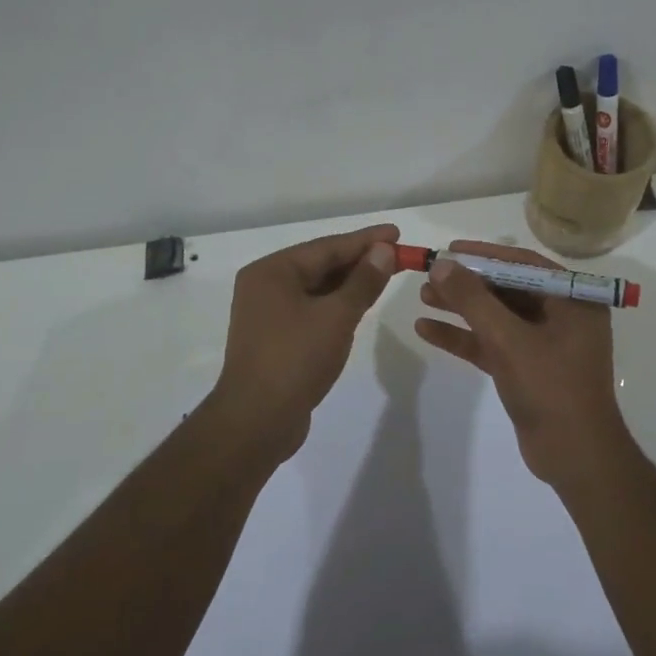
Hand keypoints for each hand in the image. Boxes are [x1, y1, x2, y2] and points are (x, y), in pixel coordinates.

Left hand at [213, 223, 399, 460]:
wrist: (256, 422)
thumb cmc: (296, 359)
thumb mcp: (336, 316)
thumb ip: (363, 281)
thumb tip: (383, 251)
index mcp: (272, 271)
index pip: (327, 247)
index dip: (366, 240)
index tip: (397, 233)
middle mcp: (265, 286)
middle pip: (320, 265)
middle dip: (360, 260)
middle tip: (398, 255)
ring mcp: (267, 313)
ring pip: (317, 288)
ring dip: (350, 283)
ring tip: (386, 274)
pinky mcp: (275, 338)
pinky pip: (312, 309)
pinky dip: (337, 304)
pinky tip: (359, 305)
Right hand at [414, 240, 629, 487]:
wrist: (575, 458)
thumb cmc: (551, 388)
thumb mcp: (509, 339)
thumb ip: (474, 300)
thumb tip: (441, 264)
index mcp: (573, 300)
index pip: (524, 265)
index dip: (485, 255)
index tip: (451, 250)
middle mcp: (561, 316)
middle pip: (507, 289)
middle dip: (468, 284)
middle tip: (430, 274)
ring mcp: (544, 344)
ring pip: (497, 317)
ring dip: (461, 308)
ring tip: (423, 297)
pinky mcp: (527, 369)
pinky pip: (492, 344)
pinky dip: (464, 337)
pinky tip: (427, 330)